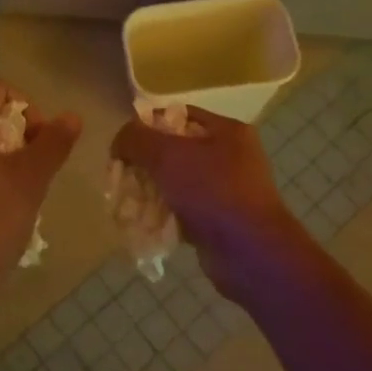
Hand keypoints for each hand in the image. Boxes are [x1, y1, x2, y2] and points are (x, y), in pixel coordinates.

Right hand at [110, 106, 304, 299]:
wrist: (252, 255)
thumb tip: (120, 141)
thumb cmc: (212, 192)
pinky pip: (182, 210)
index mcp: (226, 131)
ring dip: (150, 191)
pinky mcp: (218, 221)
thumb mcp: (167, 155)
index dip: (146, 126)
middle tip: (121, 177)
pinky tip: (144, 224)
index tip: (123, 145)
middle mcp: (229, 156)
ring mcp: (226, 191)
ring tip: (128, 203)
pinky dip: (163, 215)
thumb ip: (137, 139)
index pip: (177, 115)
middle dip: (144, 163)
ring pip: (175, 182)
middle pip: (173, 150)